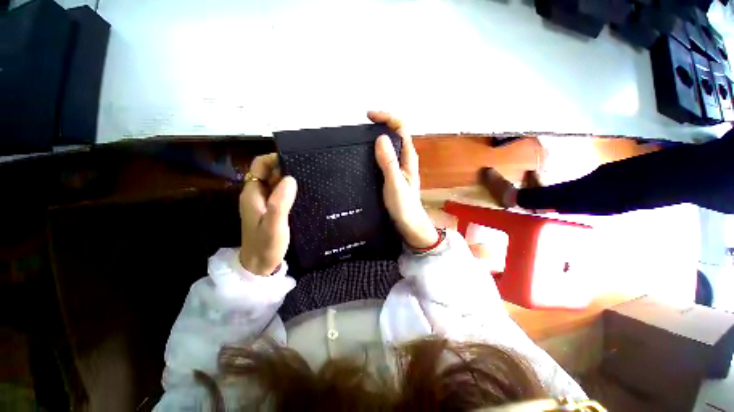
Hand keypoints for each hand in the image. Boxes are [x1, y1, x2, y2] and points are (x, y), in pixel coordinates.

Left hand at [239, 154, 297, 275]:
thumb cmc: (266, 245)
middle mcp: (257, 194)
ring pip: (277, 182)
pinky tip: (304, 192)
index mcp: (253, 193)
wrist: (260, 265)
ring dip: (290, 179)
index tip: (294, 160)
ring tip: (309, 178)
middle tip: (306, 170)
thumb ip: (280, 202)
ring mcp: (265, 202)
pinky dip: (291, 190)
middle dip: (285, 168)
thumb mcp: (274, 225)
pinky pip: (281, 193)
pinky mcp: (272, 209)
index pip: (260, 166)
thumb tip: (290, 178)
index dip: (274, 159)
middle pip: (270, 172)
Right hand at [370, 111, 437, 248]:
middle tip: (362, 127)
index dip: (387, 117)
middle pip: (395, 133)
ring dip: (377, 137)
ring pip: (389, 145)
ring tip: (360, 139)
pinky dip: (375, 151)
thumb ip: (389, 163)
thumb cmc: (404, 206)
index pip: (401, 127)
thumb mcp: (395, 184)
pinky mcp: (392, 174)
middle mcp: (405, 158)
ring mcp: (398, 166)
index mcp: (408, 157)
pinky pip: (384, 157)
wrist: (409, 224)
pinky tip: (365, 156)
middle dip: (381, 124)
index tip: (368, 116)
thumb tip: (381, 138)